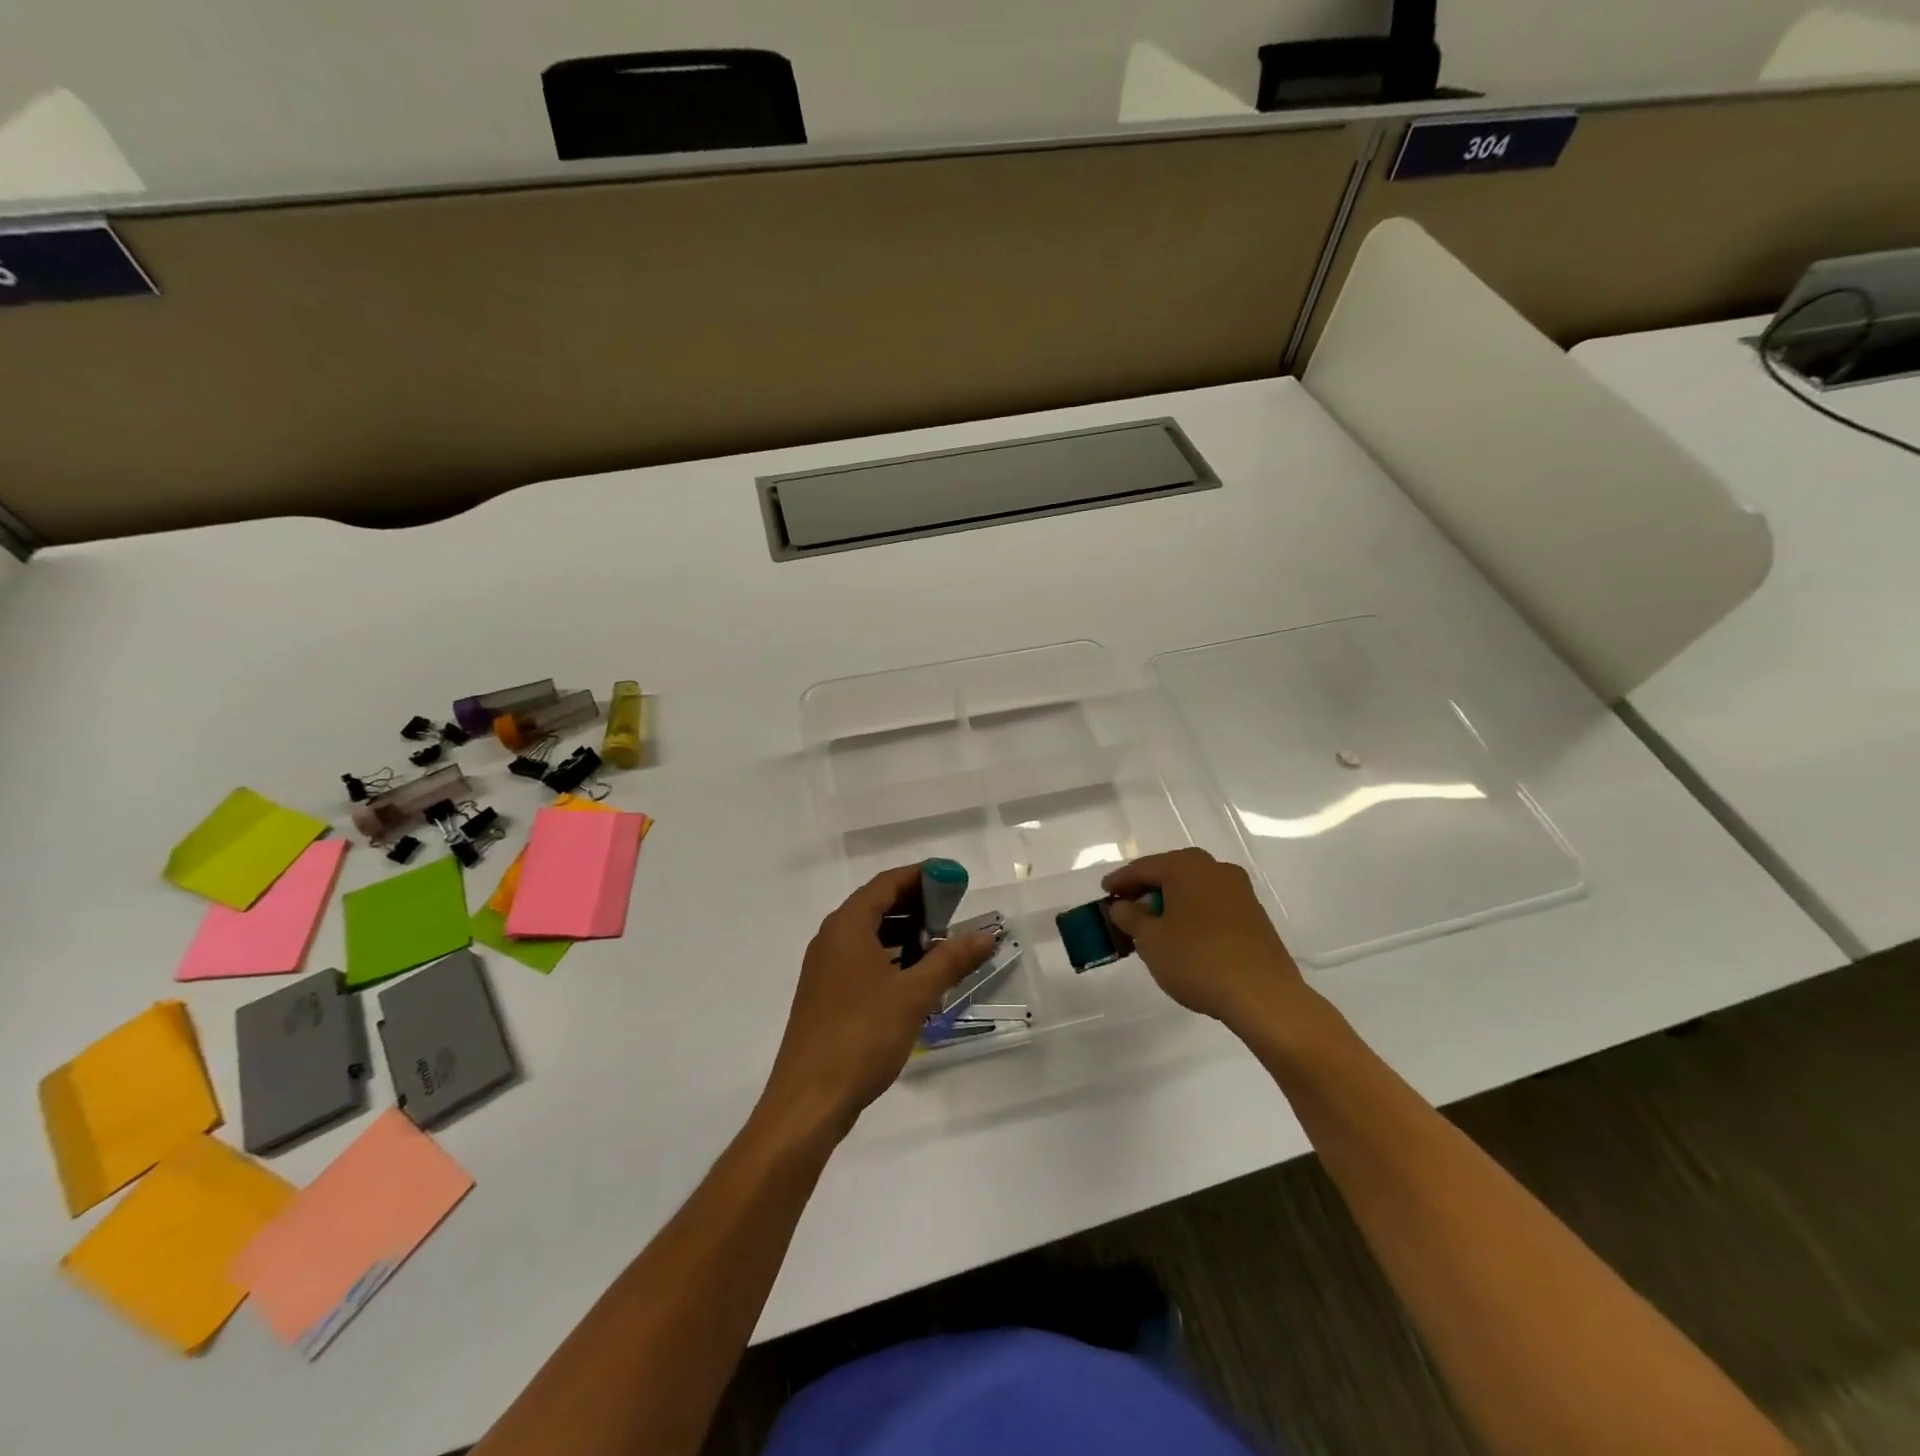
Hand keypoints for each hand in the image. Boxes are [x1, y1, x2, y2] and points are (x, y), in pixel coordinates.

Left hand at [762, 864, 996, 1133]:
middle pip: (877, 905)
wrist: (809, 1100)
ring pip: (869, 935)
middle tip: (954, 914)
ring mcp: (825, 968)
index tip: (954, 879)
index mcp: (847, 926)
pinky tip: (915, 978)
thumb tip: (985, 935)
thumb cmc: (861, 1036)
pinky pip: (862, 959)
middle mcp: (831, 939)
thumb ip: (950, 960)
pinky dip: (890, 957)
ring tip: (941, 945)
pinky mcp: (826, 995)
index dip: (922, 876)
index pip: (886, 883)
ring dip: (904, 933)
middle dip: (916, 905)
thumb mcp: (913, 995)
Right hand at [1103, 848, 1309, 1031]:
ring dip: (1170, 904)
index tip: (1104, 893)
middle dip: (1146, 891)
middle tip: (1125, 909)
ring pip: (1193, 890)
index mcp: (1187, 866)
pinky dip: (1192, 915)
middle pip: (1170, 874)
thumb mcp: (1151, 940)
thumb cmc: (1197, 960)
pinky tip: (1183, 937)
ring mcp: (1240, 891)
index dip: (1120, 881)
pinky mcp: (1254, 915)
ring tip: (1152, 927)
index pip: (1143, 868)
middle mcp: (1215, 869)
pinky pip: (1212, 906)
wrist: (1263, 995)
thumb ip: (1131, 917)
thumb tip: (1122, 906)